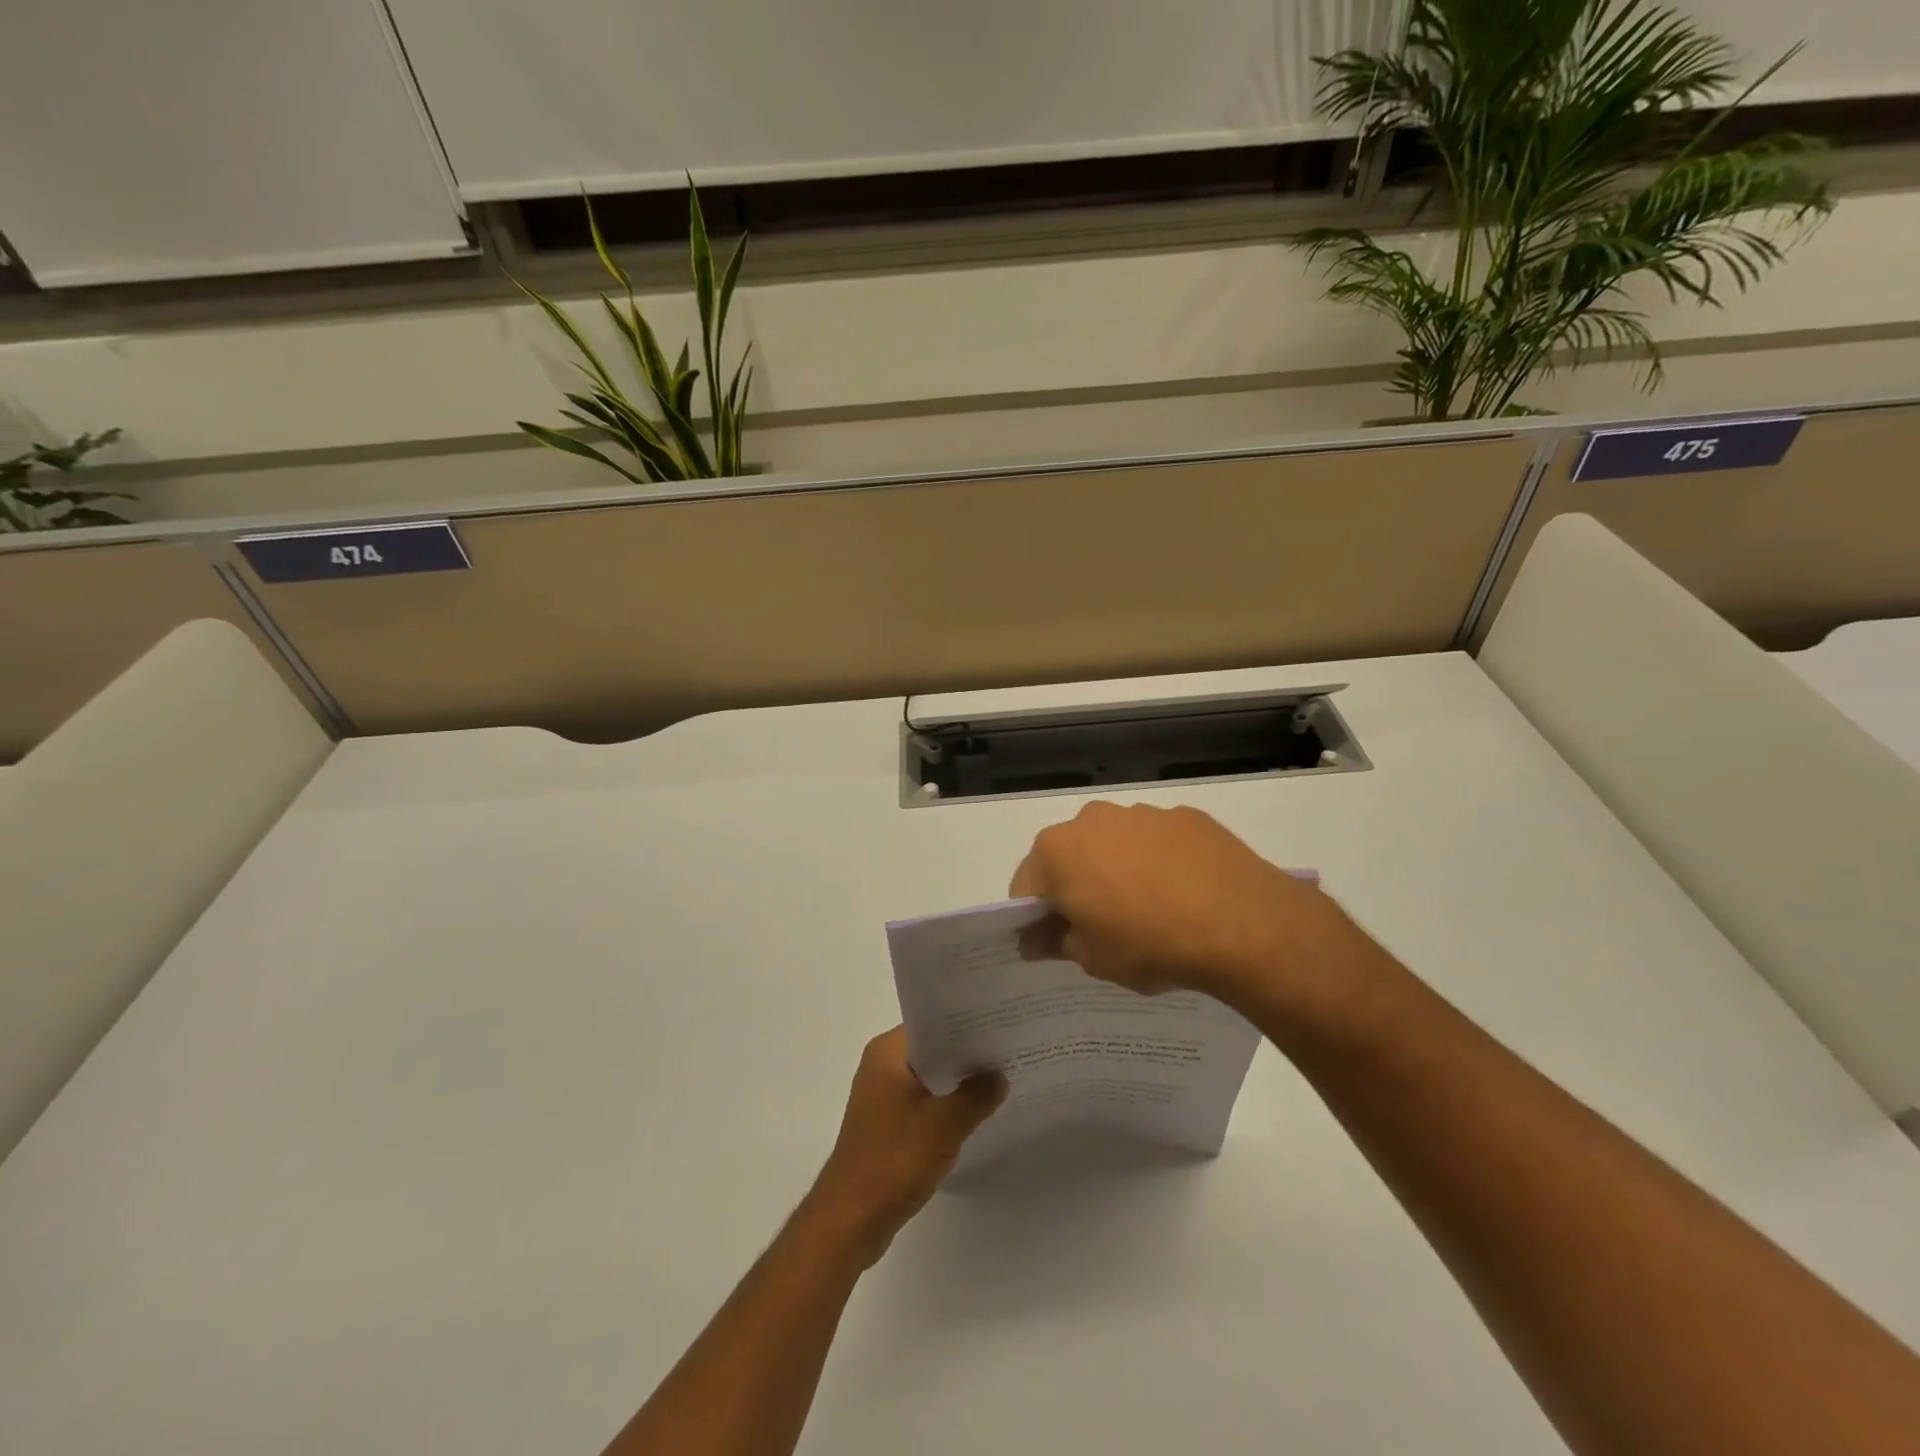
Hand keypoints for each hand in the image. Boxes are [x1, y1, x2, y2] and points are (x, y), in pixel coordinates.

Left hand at [804, 1029, 1006, 1267]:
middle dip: (966, 1053)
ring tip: (1000, 1078)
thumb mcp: (944, 1125)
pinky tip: (976, 1113)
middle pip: (932, 1049)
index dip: (965, 1022)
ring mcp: (882, 1097)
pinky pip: (924, 1102)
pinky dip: (946, 1105)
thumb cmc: (893, 1160)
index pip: (931, 1023)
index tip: (999, 1023)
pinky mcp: (887, 1125)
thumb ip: (976, 1095)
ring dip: (958, 1082)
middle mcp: (881, 1066)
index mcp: (887, 1053)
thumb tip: (999, 1074)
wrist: (850, 1220)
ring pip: (929, 1078)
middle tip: (1007, 1049)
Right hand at [1010, 801, 1333, 999]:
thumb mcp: (1092, 957)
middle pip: (1069, 856)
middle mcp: (1093, 819)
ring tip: (1151, 910)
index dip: (1035, 917)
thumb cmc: (1149, 944)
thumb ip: (1054, 943)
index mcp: (1057, 851)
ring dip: (1118, 870)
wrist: (1242, 924)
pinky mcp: (1186, 815)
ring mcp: (1142, 813)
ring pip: (1114, 844)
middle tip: (1103, 927)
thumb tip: (1032, 940)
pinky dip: (1159, 861)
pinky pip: (1157, 841)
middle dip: (1077, 886)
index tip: (1056, 942)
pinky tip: (1184, 893)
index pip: (1026, 886)